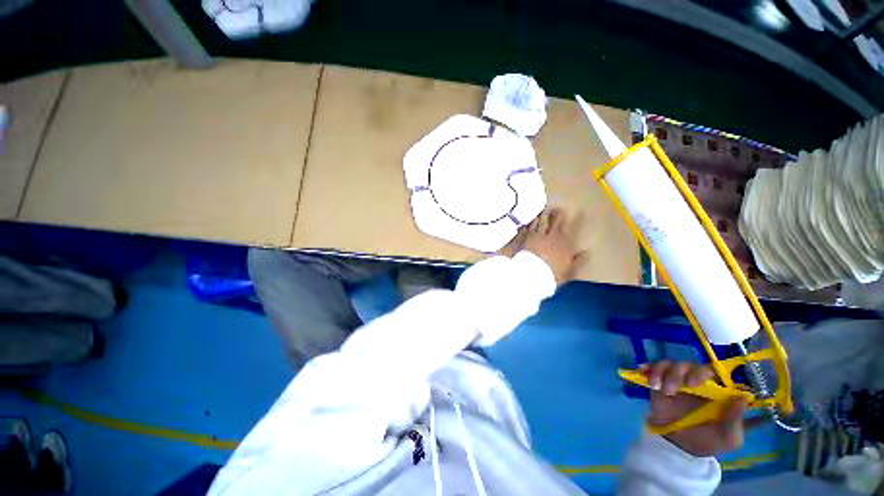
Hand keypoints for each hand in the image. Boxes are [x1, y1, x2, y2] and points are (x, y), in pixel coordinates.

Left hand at [520, 208, 586, 285]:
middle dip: (557, 215)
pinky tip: (530, 220)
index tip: (579, 211)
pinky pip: (529, 229)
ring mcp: (538, 237)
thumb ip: (578, 261)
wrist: (533, 273)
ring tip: (544, 209)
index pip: (572, 229)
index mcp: (564, 244)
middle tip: (558, 207)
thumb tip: (586, 251)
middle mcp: (551, 238)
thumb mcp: (569, 271)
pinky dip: (530, 224)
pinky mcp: (526, 239)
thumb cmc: (552, 274)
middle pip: (555, 223)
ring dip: (543, 216)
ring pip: (541, 223)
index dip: (576, 220)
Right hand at [641, 361, 749, 456]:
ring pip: (672, 364)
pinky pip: (655, 368)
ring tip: (662, 390)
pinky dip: (650, 369)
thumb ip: (736, 420)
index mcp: (718, 392)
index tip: (699, 382)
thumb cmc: (708, 441)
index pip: (716, 372)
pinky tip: (645, 374)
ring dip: (666, 373)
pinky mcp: (661, 382)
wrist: (678, 446)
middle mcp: (699, 382)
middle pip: (692, 365)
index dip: (708, 372)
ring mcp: (678, 381)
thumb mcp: (728, 438)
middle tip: (683, 386)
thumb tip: (742, 397)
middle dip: (685, 372)